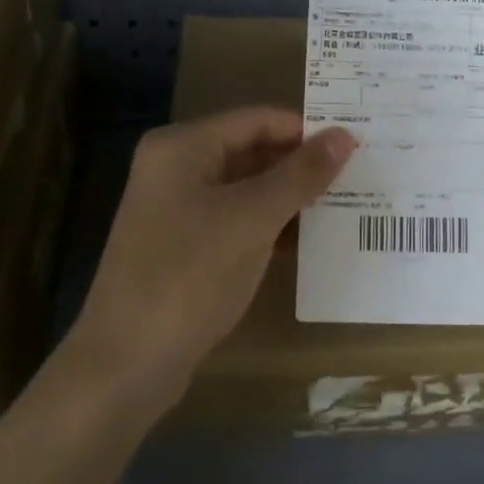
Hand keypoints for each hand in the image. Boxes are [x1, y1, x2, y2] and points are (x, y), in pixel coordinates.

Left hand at [60, 107, 356, 413]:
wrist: (125, 363)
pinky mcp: (183, 246)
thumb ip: (300, 175)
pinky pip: (236, 220)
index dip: (306, 130)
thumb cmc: (189, 275)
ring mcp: (176, 209)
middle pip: (251, 151)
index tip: (356, 145)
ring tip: (345, 203)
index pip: (257, 120)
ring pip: (246, 189)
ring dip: (290, 196)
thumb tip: (344, 136)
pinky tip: (310, 238)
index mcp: (182, 147)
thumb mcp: (252, 219)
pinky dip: (270, 224)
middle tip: (358, 174)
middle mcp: (175, 168)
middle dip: (300, 164)